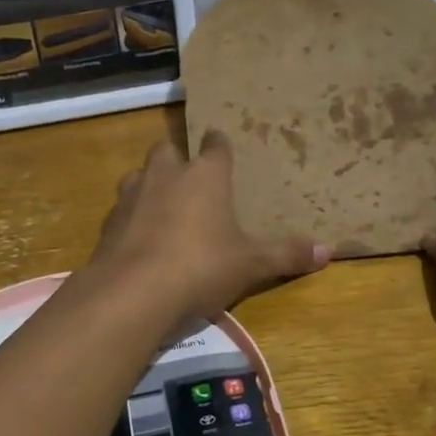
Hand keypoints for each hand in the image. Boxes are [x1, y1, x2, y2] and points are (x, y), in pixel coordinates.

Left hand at [90, 132, 328, 323]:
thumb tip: (329, 251)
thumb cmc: (200, 267)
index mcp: (204, 176)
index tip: (220, 141)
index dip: (219, 144)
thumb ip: (286, 255)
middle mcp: (165, 176)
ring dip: (149, 185)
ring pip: (138, 176)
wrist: (132, 293)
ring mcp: (131, 197)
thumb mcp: (250, 265)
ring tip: (162, 206)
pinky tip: (139, 240)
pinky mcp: (107, 225)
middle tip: (188, 176)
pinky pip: (121, 211)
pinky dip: (131, 219)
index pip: (215, 146)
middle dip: (177, 159)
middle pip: (167, 151)